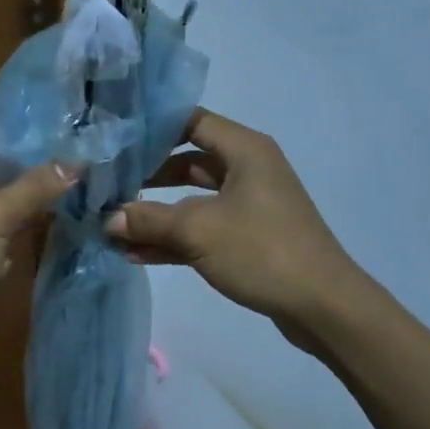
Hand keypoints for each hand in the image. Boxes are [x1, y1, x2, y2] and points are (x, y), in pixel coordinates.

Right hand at [105, 110, 369, 351]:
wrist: (324, 307)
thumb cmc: (262, 251)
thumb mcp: (197, 230)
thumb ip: (148, 219)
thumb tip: (106, 219)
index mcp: (244, 150)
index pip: (190, 120)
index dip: (152, 126)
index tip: (114, 138)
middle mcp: (246, 169)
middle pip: (186, 161)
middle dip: (145, 175)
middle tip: (105, 183)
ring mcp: (247, 205)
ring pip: (190, 199)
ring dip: (155, 214)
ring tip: (111, 225)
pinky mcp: (246, 237)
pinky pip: (201, 228)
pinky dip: (173, 238)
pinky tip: (135, 254)